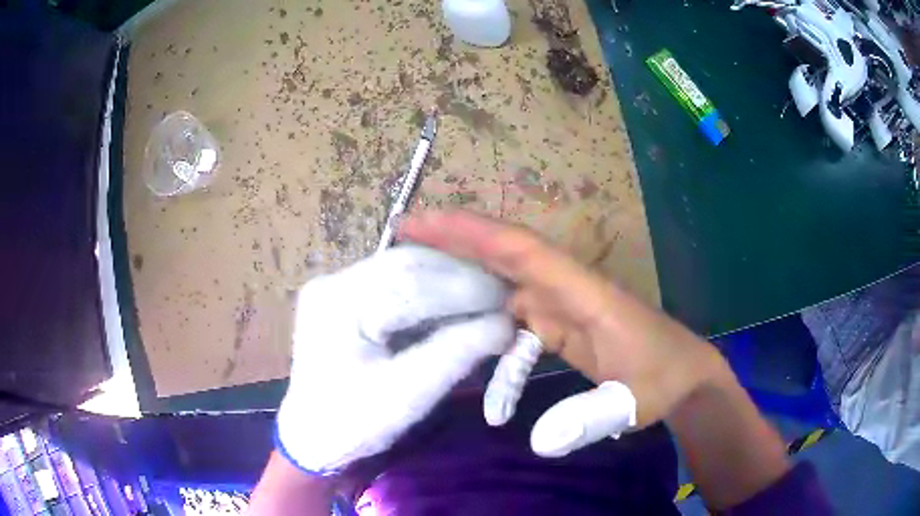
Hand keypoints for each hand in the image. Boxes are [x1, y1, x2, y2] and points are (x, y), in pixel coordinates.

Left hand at [276, 245, 513, 473]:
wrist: (313, 438)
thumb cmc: (353, 426)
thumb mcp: (407, 396)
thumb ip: (455, 354)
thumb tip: (506, 324)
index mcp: (336, 304)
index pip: (410, 280)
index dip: (466, 289)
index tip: (508, 303)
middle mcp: (332, 283)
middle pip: (407, 264)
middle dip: (460, 279)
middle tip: (501, 298)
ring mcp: (337, 286)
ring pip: (405, 267)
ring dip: (449, 281)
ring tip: (485, 301)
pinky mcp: (346, 297)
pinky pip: (396, 282)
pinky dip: (432, 290)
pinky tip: (456, 305)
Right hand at [401, 211, 723, 456]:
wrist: (684, 377)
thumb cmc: (662, 381)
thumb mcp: (632, 403)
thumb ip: (592, 417)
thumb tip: (540, 442)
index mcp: (583, 293)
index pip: (522, 251)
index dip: (472, 233)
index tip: (423, 224)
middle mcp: (566, 289)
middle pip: (505, 252)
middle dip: (455, 238)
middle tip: (403, 234)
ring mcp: (561, 305)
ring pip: (503, 280)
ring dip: (462, 276)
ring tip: (417, 279)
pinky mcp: (559, 325)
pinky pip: (513, 319)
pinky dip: (487, 331)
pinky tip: (469, 355)